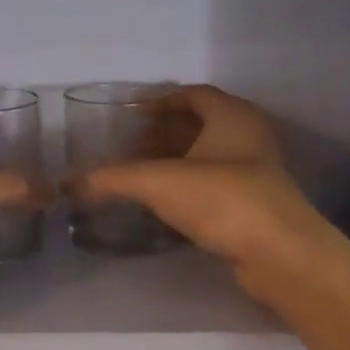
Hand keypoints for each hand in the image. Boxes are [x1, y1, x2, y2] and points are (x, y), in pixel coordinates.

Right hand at [80, 85, 341, 289]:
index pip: (192, 94)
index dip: (159, 101)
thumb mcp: (159, 183)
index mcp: (232, 115)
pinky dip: (188, 185)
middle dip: (162, 133)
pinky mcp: (256, 203)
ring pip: (208, 155)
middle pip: (199, 124)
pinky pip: (215, 182)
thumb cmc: (223, 199)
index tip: (130, 114)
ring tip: (139, 173)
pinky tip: (163, 202)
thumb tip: (69, 182)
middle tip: (128, 146)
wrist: (280, 254)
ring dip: (175, 160)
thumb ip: (113, 179)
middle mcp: (248, 135)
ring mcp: (257, 171)